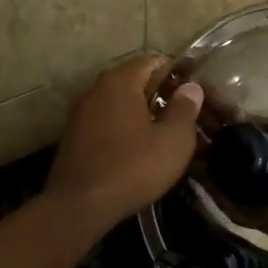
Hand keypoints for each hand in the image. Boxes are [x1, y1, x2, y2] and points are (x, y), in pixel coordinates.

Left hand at [46, 56, 203, 229]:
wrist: (80, 205)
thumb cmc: (133, 167)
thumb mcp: (173, 140)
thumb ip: (185, 109)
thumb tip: (191, 88)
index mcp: (120, 82)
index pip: (152, 61)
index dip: (176, 72)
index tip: (195, 90)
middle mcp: (96, 90)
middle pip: (133, 81)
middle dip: (159, 92)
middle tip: (184, 112)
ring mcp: (80, 114)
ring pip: (117, 103)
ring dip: (140, 112)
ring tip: (164, 131)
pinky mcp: (73, 138)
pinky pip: (105, 122)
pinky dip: (123, 128)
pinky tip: (138, 149)